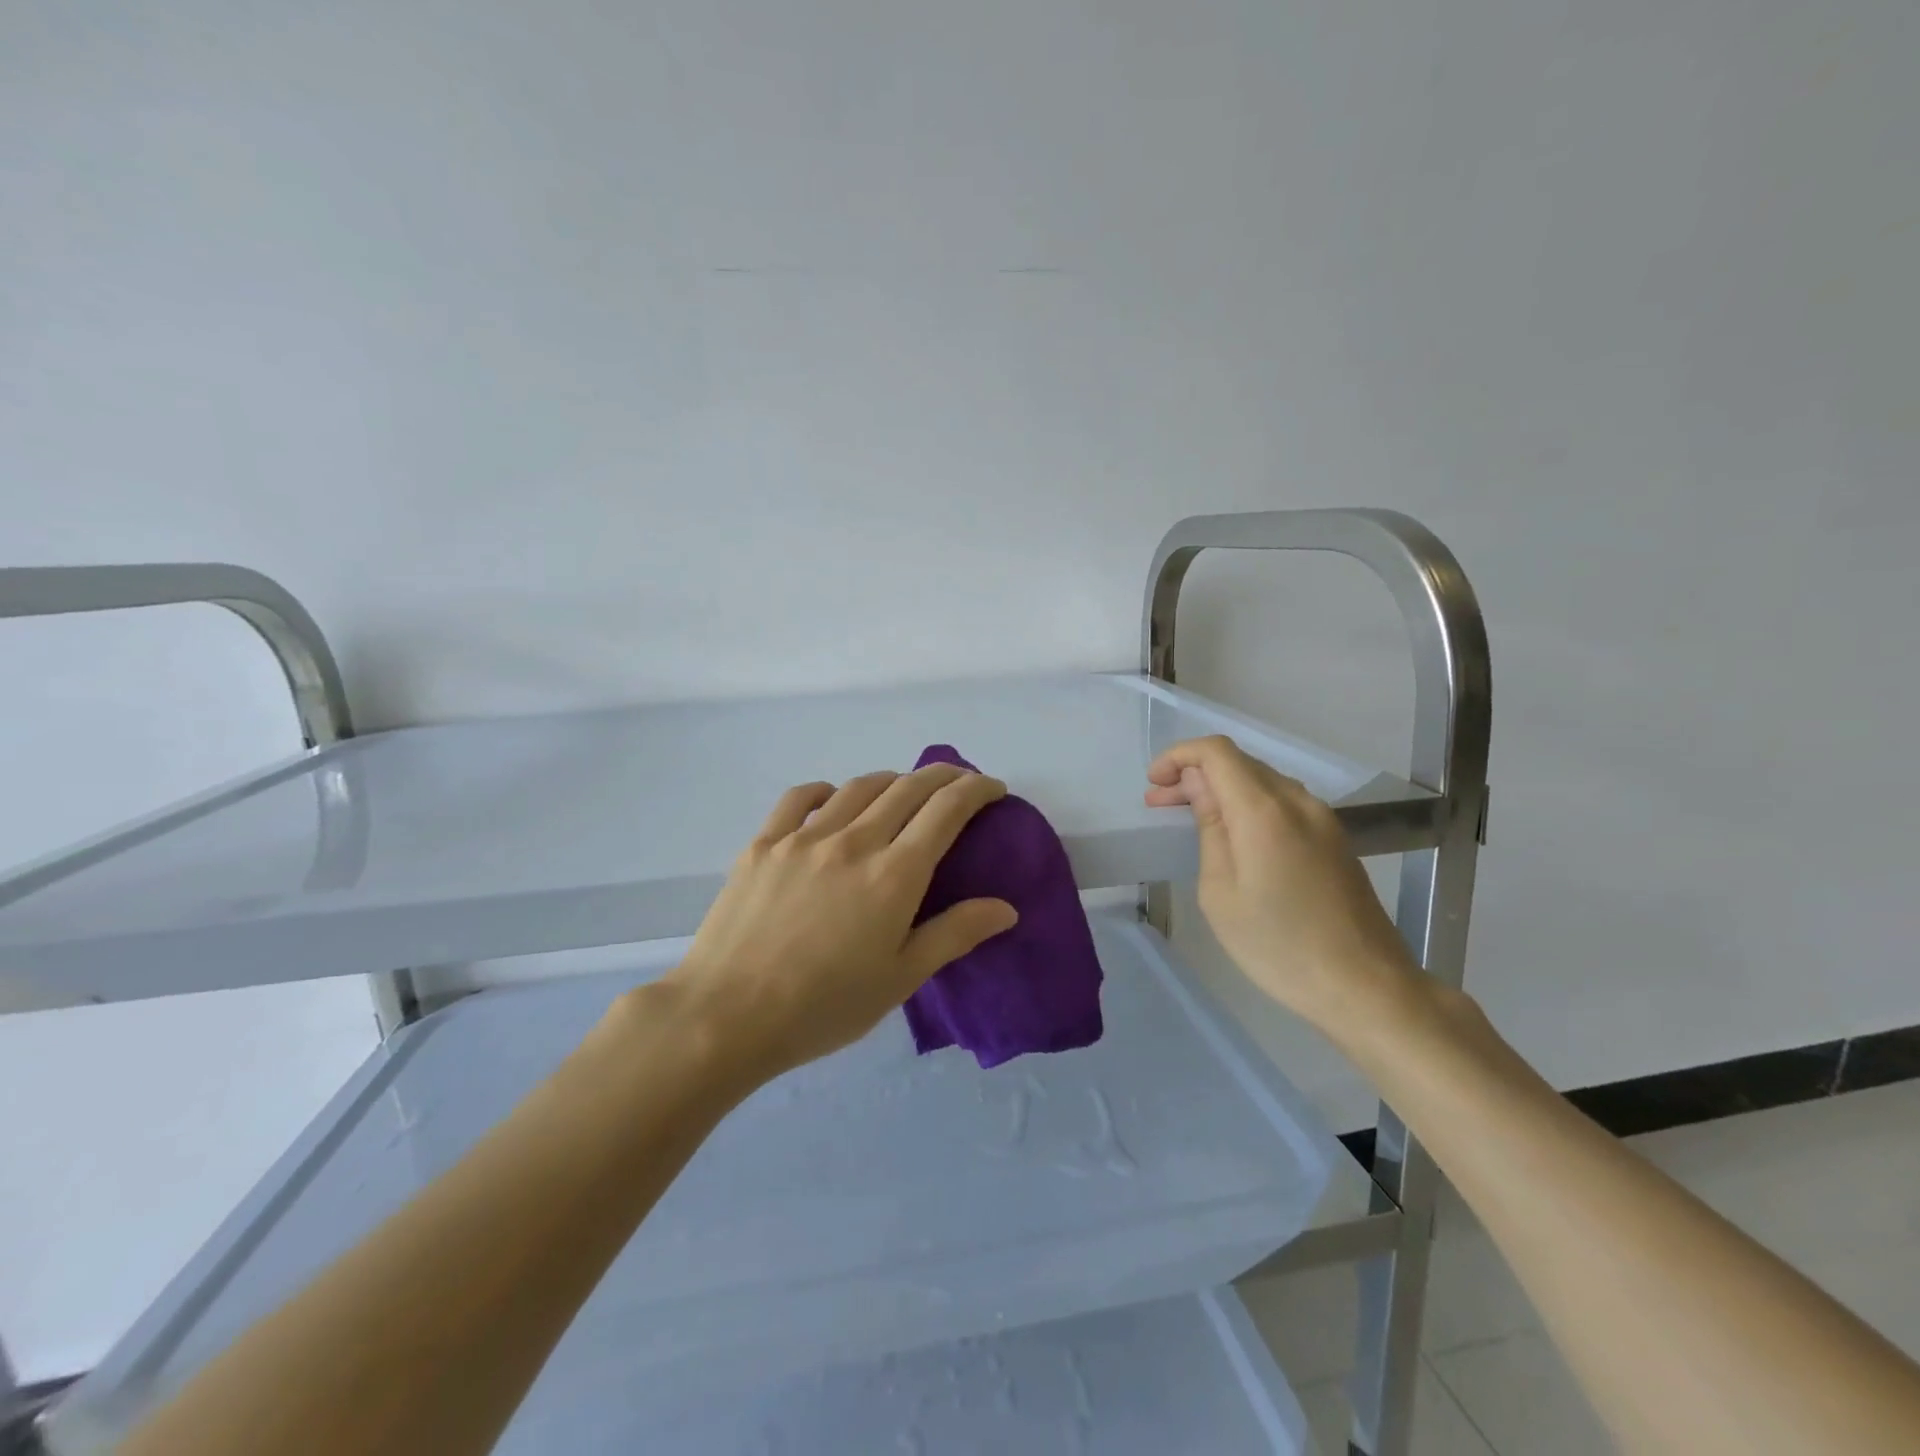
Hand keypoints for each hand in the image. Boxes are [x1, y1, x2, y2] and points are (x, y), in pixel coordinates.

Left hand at [664, 764, 1019, 1082]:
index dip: (976, 790)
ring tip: (903, 793)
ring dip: (892, 781)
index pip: (946, 810)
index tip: (993, 789)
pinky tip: (834, 801)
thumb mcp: (899, 978)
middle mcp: (853, 841)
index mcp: (893, 874)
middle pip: (908, 788)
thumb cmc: (823, 1007)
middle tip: (960, 783)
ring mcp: (804, 837)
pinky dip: (829, 790)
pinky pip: (801, 797)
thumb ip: (954, 934)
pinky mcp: (764, 843)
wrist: (727, 1016)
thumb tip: (1006, 908)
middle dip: (943, 777)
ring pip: (859, 787)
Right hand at [1145, 735, 1417, 1031]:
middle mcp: (1298, 801)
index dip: (1179, 756)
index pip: (1216, 752)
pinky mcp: (1334, 838)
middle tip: (1159, 804)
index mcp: (1265, 810)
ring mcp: (1322, 819)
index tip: (1154, 783)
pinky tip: (1233, 835)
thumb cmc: (1278, 945)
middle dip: (1194, 773)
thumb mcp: (1221, 891)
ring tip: (1190, 818)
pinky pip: (1282, 803)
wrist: (1365, 986)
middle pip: (1239, 762)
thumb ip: (1209, 827)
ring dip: (1222, 789)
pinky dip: (1248, 805)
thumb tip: (1198, 784)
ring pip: (1261, 781)